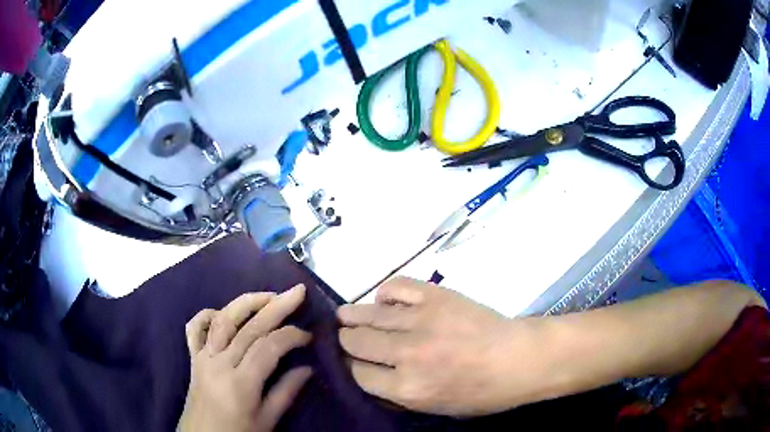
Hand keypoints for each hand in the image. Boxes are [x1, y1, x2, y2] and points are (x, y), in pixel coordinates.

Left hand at [178, 285, 312, 431]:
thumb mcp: (267, 420)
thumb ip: (286, 392)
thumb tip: (308, 369)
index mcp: (241, 383)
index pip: (268, 348)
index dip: (291, 336)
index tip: (308, 336)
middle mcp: (220, 364)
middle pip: (249, 328)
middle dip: (276, 307)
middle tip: (297, 292)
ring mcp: (203, 357)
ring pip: (223, 320)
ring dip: (246, 303)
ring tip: (268, 295)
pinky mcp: (192, 357)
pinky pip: (194, 328)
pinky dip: (206, 315)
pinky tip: (222, 312)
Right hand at [337, 277, 540, 415]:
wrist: (520, 359)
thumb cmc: (482, 392)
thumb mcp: (436, 408)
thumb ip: (398, 395)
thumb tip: (369, 375)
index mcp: (407, 388)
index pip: (357, 373)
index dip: (349, 366)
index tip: (350, 361)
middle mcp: (407, 354)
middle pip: (356, 342)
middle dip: (346, 341)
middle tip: (347, 338)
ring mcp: (421, 321)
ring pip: (369, 314)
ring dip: (352, 316)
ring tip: (344, 316)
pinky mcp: (436, 296)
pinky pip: (397, 287)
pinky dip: (385, 293)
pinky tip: (384, 301)